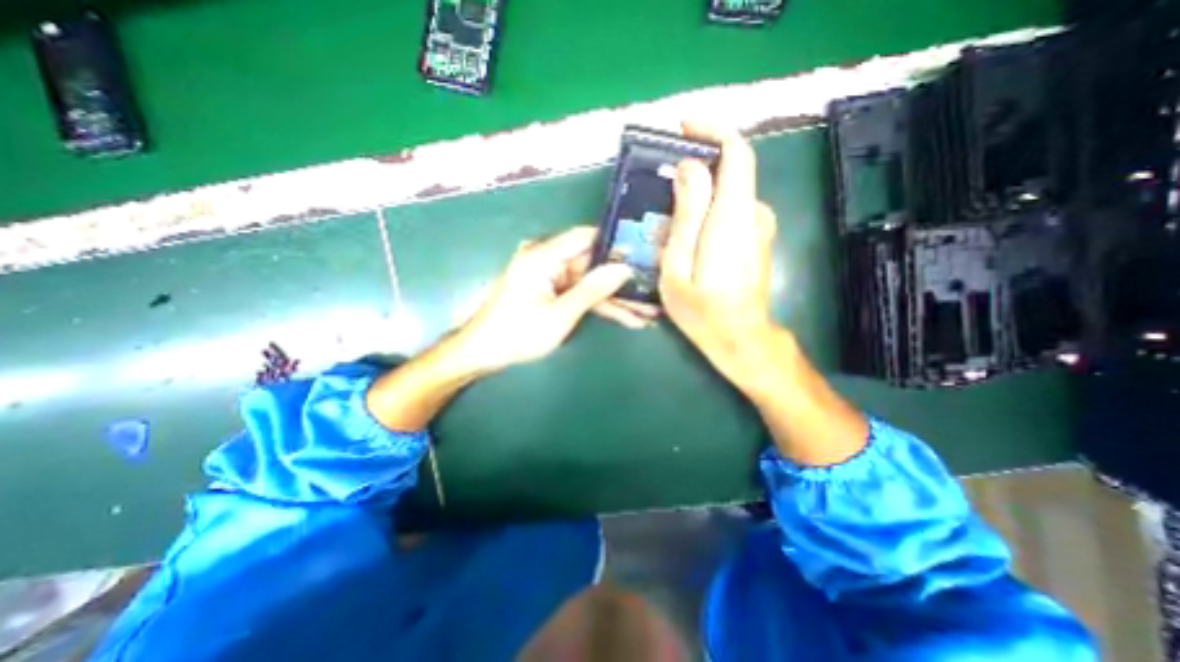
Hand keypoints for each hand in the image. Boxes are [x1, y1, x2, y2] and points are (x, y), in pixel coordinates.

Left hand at [453, 225, 659, 373]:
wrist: (484, 353)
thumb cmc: (518, 334)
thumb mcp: (560, 314)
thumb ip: (593, 289)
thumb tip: (624, 268)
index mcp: (543, 256)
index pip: (586, 237)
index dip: (616, 244)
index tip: (644, 252)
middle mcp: (546, 259)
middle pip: (592, 264)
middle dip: (621, 282)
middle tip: (652, 291)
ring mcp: (549, 276)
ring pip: (589, 282)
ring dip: (615, 299)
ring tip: (645, 314)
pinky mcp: (550, 290)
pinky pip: (578, 293)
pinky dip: (598, 306)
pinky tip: (625, 318)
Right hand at [661, 121, 780, 387]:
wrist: (741, 338)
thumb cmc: (703, 311)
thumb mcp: (679, 267)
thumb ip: (686, 215)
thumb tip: (689, 168)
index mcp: (734, 216)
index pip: (737, 152)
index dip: (713, 131)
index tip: (684, 129)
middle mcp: (754, 213)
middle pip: (729, 170)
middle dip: (695, 170)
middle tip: (659, 188)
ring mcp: (759, 226)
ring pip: (727, 192)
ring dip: (698, 196)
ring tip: (666, 221)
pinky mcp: (757, 237)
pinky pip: (731, 210)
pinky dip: (708, 211)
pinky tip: (686, 237)